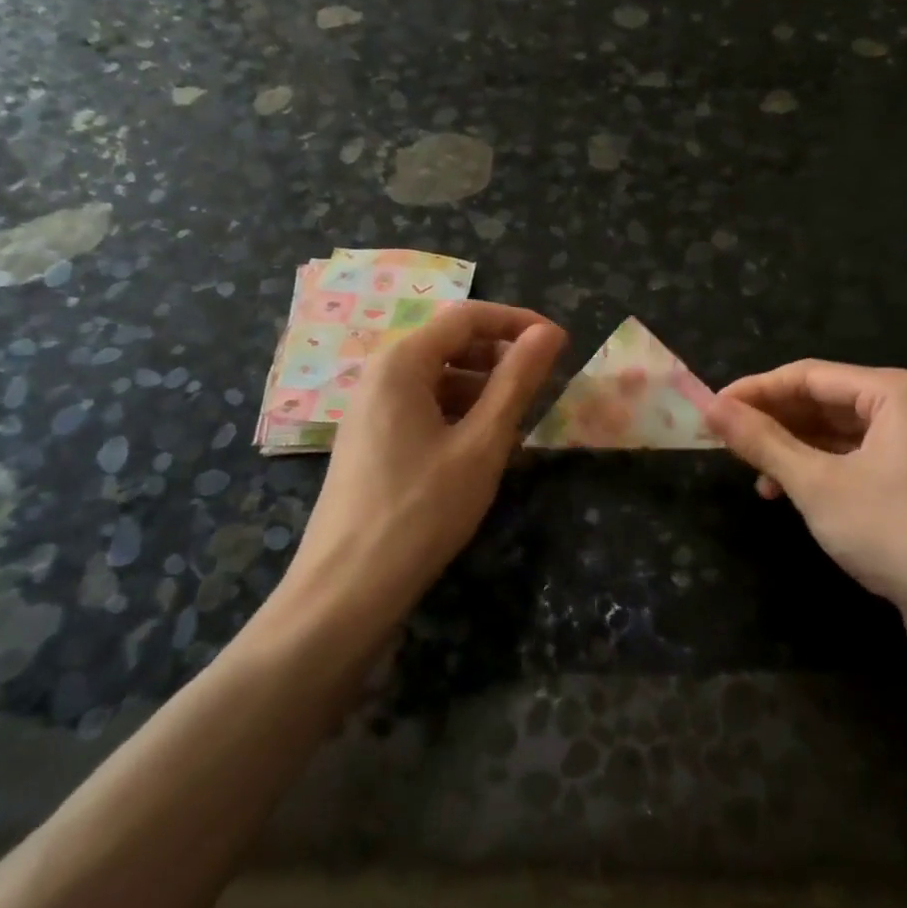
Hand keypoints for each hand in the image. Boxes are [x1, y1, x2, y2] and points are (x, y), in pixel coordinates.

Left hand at [283, 303, 565, 627]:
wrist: (347, 590)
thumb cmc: (421, 510)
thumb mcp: (482, 444)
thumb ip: (516, 382)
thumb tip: (549, 333)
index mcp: (401, 363)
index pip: (468, 317)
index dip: (518, 323)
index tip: (560, 344)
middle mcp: (380, 376)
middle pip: (449, 344)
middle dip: (500, 357)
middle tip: (542, 388)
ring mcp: (370, 411)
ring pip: (437, 379)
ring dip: (482, 390)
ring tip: (516, 424)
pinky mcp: (371, 442)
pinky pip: (422, 408)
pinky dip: (458, 415)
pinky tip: (480, 449)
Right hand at [706, 362, 906, 638]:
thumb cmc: (893, 532)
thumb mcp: (816, 484)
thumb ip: (762, 442)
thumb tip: (711, 408)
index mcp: (896, 392)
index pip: (809, 376)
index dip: (755, 390)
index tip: (710, 409)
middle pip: (824, 400)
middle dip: (773, 420)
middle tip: (724, 439)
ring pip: (836, 433)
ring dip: (791, 448)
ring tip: (751, 471)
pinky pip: (854, 458)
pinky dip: (817, 470)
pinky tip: (785, 493)